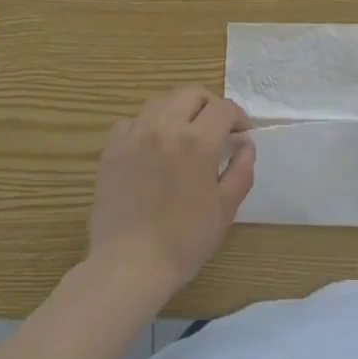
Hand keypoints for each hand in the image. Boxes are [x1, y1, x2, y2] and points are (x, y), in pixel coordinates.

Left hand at [87, 86, 253, 303]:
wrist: (130, 264)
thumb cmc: (185, 240)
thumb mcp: (226, 208)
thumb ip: (241, 170)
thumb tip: (245, 144)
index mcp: (197, 141)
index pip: (223, 108)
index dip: (237, 117)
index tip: (241, 133)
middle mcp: (165, 127)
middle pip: (191, 94)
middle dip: (209, 105)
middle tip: (215, 128)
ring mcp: (135, 135)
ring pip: (160, 102)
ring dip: (178, 110)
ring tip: (183, 133)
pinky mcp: (112, 149)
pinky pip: (131, 121)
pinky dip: (146, 125)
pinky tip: (151, 146)